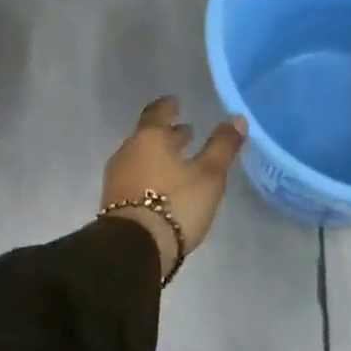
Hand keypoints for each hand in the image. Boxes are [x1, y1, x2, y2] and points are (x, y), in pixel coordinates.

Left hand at [102, 97, 247, 278]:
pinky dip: (151, 174)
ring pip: (141, 157)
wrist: (134, 248)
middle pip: (148, 137)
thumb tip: (236, 119)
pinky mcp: (114, 202)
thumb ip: (222, 146)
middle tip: (186, 133)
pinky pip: (135, 177)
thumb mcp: (209, 175)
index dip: (168, 107)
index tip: (176, 103)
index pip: (157, 113)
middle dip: (168, 134)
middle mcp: (128, 152)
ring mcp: (117, 178)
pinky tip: (164, 187)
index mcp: (149, 138)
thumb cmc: (175, 204)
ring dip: (160, 156)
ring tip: (179, 162)